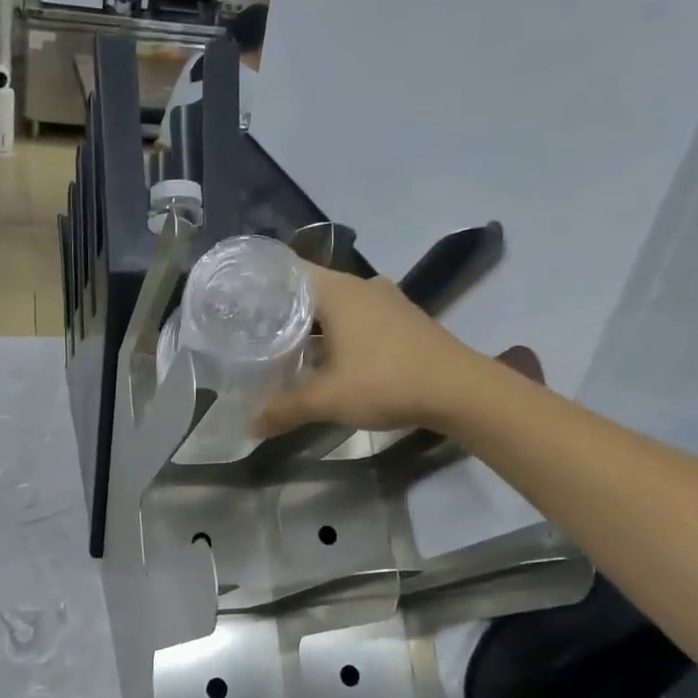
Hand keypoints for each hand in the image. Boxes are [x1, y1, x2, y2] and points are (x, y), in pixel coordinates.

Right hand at [254, 264, 541, 436]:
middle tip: (254, 331)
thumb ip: (285, 409)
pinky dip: (339, 333)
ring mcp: (386, 301)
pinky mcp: (403, 320)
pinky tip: (329, 359)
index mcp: (337, 290)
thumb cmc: (386, 381)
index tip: (237, 303)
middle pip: (310, 290)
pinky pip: (359, 318)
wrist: (460, 390)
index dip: (260, 285)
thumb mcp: (328, 399)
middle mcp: (361, 286)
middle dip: (283, 311)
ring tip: (286, 347)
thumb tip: (251, 425)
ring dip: (314, 325)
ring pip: (337, 306)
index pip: (287, 272)